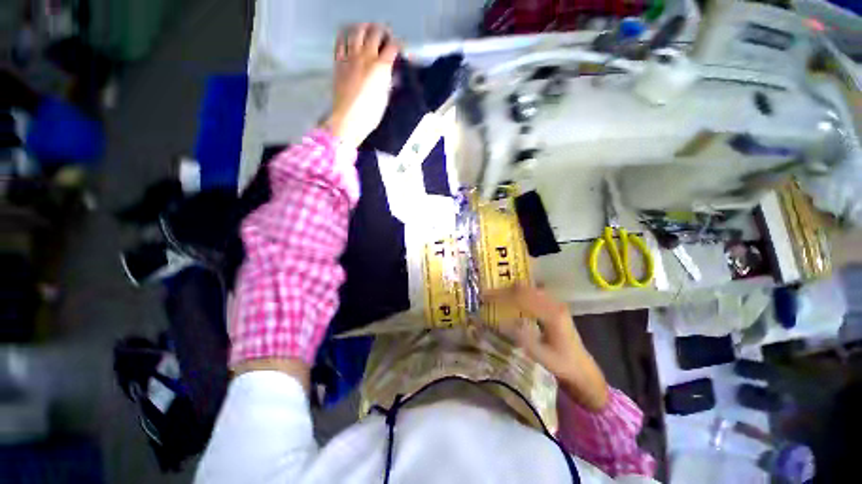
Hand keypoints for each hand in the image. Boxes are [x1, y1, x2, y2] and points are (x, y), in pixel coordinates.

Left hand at [322, 23, 399, 148]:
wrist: (348, 119)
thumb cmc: (370, 114)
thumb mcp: (385, 98)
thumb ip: (388, 81)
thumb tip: (390, 73)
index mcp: (381, 67)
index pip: (392, 47)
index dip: (398, 45)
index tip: (399, 48)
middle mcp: (366, 57)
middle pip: (375, 33)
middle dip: (382, 32)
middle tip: (385, 36)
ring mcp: (350, 57)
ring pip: (357, 31)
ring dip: (364, 28)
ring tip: (368, 30)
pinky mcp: (339, 61)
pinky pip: (341, 40)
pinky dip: (346, 35)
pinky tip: (350, 37)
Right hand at [483, 286, 608, 410]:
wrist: (582, 368)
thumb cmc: (562, 364)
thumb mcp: (541, 356)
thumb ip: (523, 338)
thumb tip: (502, 321)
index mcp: (552, 314)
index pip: (522, 298)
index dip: (502, 296)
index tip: (486, 297)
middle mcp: (554, 304)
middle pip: (525, 289)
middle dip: (504, 291)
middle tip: (486, 295)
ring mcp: (555, 303)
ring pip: (528, 289)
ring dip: (510, 291)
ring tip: (495, 296)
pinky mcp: (553, 305)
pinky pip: (533, 293)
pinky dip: (518, 293)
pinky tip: (510, 299)